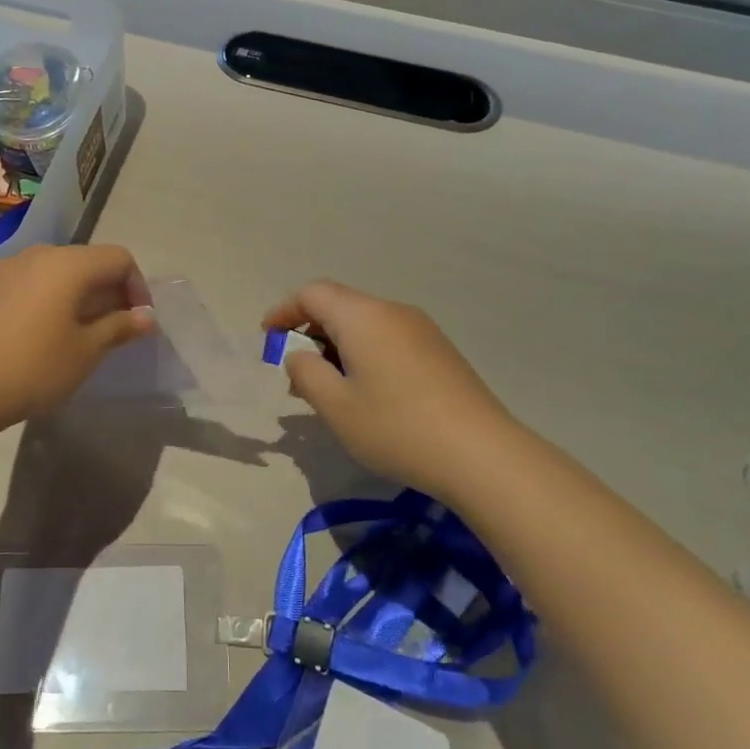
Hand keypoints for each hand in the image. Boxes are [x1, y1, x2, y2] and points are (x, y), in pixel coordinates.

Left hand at [0, 244, 156, 428]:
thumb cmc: (34, 368)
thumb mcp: (86, 352)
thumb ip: (120, 327)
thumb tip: (147, 316)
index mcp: (69, 264)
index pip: (119, 259)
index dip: (137, 287)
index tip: (138, 322)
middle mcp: (38, 254)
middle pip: (86, 261)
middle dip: (108, 290)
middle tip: (114, 329)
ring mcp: (5, 268)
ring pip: (54, 270)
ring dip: (75, 293)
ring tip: (77, 329)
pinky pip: (23, 280)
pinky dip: (40, 294)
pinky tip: (34, 320)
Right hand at [262, 280, 520, 493]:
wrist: (482, 455)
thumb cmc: (396, 427)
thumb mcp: (335, 406)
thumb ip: (306, 373)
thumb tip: (300, 355)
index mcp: (363, 316)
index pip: (312, 294)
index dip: (284, 311)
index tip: (267, 338)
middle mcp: (393, 312)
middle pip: (340, 306)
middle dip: (310, 332)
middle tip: (295, 373)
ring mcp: (422, 330)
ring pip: (365, 324)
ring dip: (338, 347)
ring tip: (329, 389)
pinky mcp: (440, 352)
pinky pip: (389, 339)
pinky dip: (365, 355)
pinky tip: (367, 394)